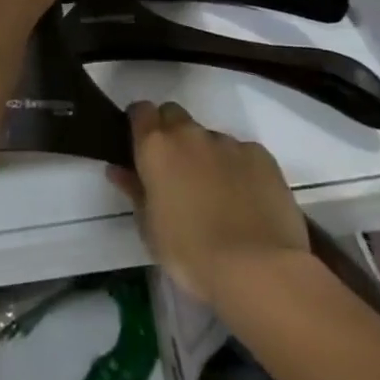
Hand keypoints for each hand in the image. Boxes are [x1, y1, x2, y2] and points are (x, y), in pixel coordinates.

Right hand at [109, 102, 310, 305]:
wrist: (258, 269)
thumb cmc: (190, 253)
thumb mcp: (150, 228)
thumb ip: (134, 191)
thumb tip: (118, 169)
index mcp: (156, 146)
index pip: (140, 111)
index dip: (140, 123)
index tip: (141, 145)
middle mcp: (190, 134)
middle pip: (174, 115)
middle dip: (171, 133)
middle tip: (175, 170)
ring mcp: (228, 142)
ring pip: (209, 137)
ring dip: (206, 154)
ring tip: (216, 194)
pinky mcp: (261, 156)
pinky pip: (242, 153)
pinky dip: (238, 168)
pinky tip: (246, 200)